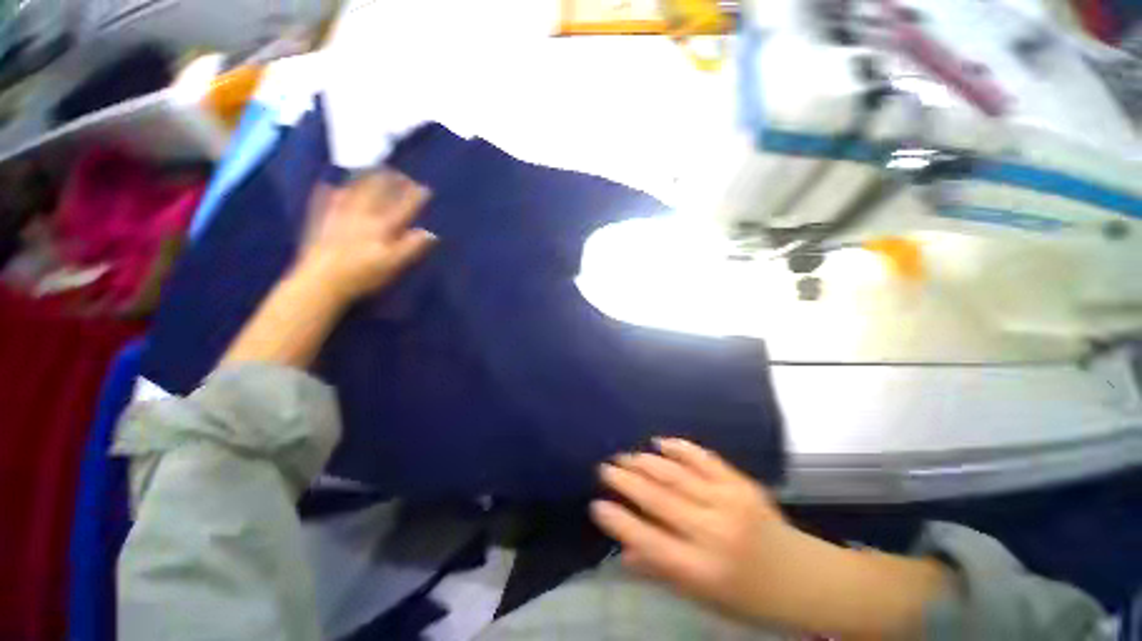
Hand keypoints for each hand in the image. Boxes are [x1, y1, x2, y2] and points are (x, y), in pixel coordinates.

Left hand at [222, 172, 434, 368]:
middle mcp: (363, 213)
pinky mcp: (321, 221)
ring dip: (365, 179)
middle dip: (390, 180)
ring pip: (355, 190)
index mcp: (382, 225)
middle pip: (379, 191)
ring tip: (370, 170)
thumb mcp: (391, 265)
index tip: (424, 188)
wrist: (321, 280)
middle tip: (398, 173)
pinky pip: (326, 201)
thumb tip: (431, 233)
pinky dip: (329, 192)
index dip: (415, 197)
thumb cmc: (358, 277)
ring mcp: (341, 214)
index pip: (403, 206)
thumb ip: (410, 247)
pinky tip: (330, 186)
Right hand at [592, 439, 948, 637]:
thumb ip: (661, 572)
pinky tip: (666, 442)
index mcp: (697, 568)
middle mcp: (712, 532)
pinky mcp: (747, 487)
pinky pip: (710, 462)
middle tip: (605, 468)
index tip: (597, 505)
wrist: (800, 578)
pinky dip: (686, 450)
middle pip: (661, 500)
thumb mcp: (699, 597)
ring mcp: (733, 504)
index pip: (646, 539)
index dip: (618, 520)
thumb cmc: (746, 599)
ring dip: (651, 463)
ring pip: (682, 477)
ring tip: (626, 455)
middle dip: (629, 482)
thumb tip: (624, 551)